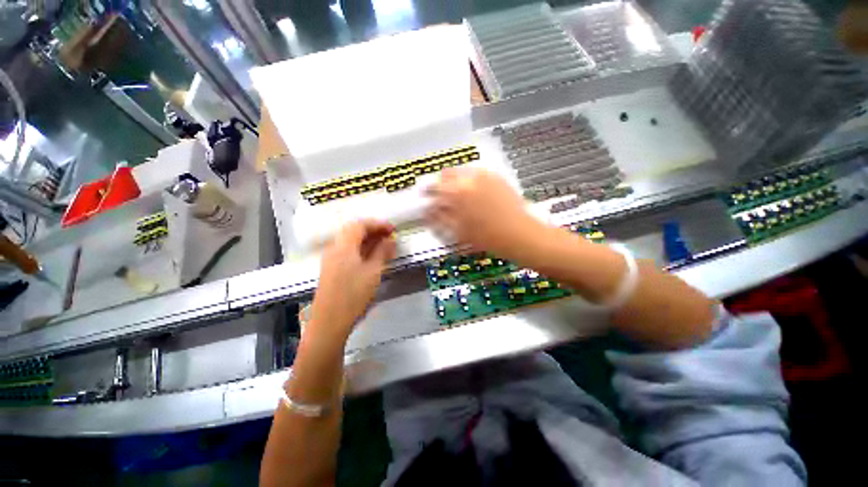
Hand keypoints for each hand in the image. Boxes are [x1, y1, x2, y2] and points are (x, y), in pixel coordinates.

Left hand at [309, 220, 395, 335]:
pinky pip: (347, 250)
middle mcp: (334, 248)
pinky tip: (371, 256)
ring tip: (384, 245)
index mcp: (344, 246)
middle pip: (353, 230)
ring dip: (367, 239)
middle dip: (373, 230)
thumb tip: (390, 240)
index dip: (378, 224)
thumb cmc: (353, 295)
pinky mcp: (331, 268)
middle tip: (390, 236)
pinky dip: (361, 248)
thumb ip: (382, 252)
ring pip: (350, 241)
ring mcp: (331, 258)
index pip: (360, 225)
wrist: (329, 322)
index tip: (393, 229)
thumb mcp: (373, 272)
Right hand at [425, 168, 543, 259]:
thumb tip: (428, 211)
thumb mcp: (459, 231)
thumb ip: (440, 218)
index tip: (426, 198)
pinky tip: (475, 192)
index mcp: (457, 193)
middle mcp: (469, 179)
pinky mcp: (496, 177)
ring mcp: (484, 175)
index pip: (434, 187)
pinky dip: (470, 180)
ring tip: (459, 195)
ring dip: (455, 181)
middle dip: (441, 184)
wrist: (519, 234)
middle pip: (447, 174)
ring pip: (462, 172)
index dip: (428, 193)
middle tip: (442, 196)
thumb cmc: (487, 237)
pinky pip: (477, 174)